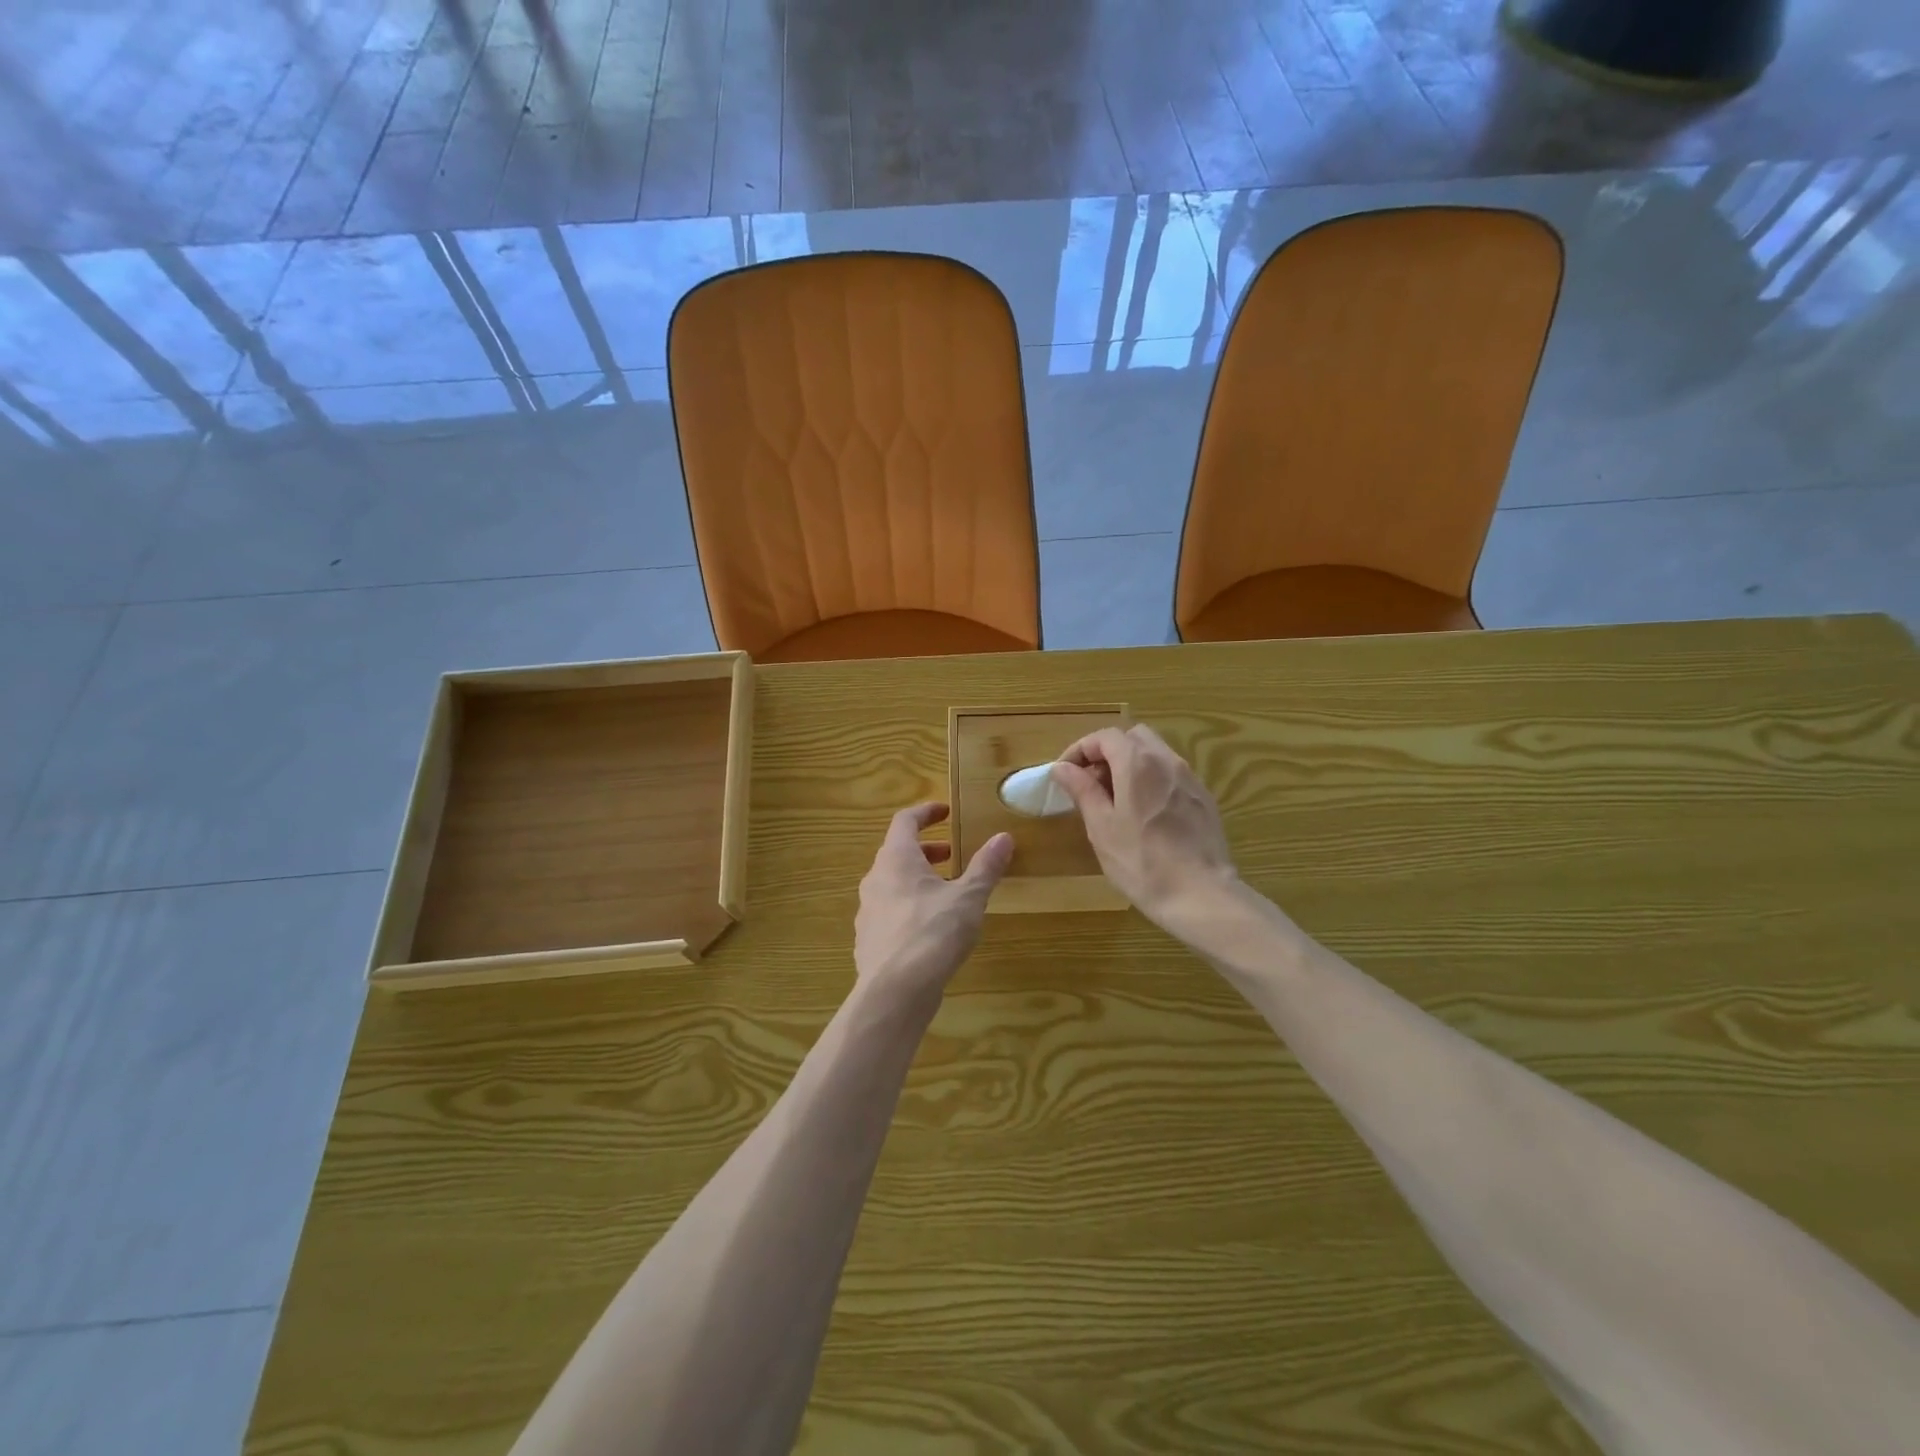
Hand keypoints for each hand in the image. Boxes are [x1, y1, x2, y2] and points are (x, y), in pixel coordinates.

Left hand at [854, 804, 1012, 1008]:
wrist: (895, 992)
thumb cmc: (933, 933)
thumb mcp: (968, 898)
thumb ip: (985, 867)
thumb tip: (1003, 837)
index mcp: (896, 859)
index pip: (905, 821)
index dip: (926, 812)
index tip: (946, 811)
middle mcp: (875, 879)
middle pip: (897, 852)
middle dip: (926, 851)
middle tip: (952, 855)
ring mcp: (868, 911)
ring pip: (892, 884)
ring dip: (918, 880)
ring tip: (947, 893)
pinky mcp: (868, 940)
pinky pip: (889, 912)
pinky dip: (909, 907)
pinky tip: (930, 929)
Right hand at [1050, 724, 1239, 938]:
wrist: (1201, 895)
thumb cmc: (1142, 863)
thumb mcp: (1101, 827)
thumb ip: (1082, 790)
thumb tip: (1062, 767)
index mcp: (1138, 763)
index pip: (1104, 736)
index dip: (1080, 749)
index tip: (1065, 774)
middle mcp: (1167, 761)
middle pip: (1133, 737)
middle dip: (1107, 752)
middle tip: (1090, 783)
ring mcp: (1190, 778)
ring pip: (1155, 753)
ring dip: (1130, 765)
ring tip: (1115, 800)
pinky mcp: (1204, 798)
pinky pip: (1172, 774)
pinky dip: (1151, 779)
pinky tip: (1145, 813)